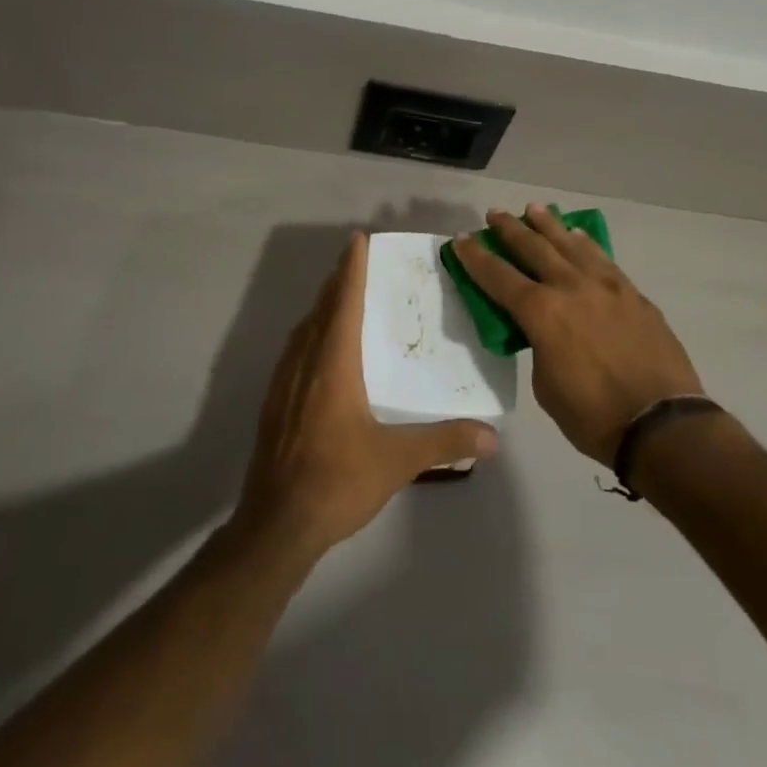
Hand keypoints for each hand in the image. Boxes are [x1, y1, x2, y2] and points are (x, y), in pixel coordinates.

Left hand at [236, 233, 498, 556]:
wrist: (276, 525)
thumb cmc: (337, 482)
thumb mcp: (397, 461)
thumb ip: (445, 441)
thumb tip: (492, 437)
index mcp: (333, 365)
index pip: (343, 303)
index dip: (351, 269)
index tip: (358, 240)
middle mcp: (304, 363)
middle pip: (320, 309)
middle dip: (337, 281)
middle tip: (356, 261)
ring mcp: (283, 384)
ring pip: (303, 330)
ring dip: (321, 306)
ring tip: (340, 297)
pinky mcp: (273, 404)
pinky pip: (293, 351)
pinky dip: (309, 333)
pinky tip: (319, 350)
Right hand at [450, 204, 702, 466]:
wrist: (662, 424)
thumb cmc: (594, 417)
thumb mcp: (546, 386)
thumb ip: (539, 347)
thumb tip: (545, 331)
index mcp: (541, 312)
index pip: (498, 276)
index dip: (476, 257)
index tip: (461, 239)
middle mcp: (570, 287)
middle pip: (533, 248)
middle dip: (510, 229)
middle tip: (495, 214)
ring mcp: (605, 286)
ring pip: (570, 244)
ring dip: (549, 224)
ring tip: (534, 209)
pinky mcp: (632, 293)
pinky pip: (602, 258)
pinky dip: (585, 243)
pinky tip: (578, 235)